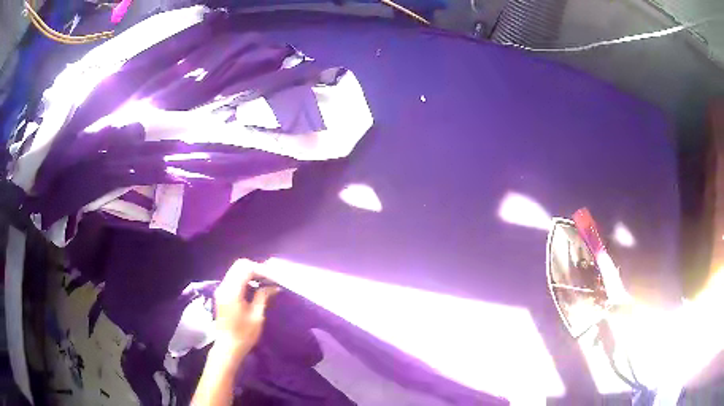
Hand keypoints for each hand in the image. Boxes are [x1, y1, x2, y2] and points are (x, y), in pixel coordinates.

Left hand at [213, 260, 278, 358]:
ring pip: (235, 271)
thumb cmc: (244, 334)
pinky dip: (245, 279)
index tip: (274, 278)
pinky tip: (255, 288)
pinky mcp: (222, 295)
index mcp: (232, 292)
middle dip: (256, 268)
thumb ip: (263, 297)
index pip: (246, 269)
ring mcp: (221, 290)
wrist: (228, 347)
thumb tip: (273, 286)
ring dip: (250, 273)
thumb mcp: (257, 316)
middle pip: (239, 266)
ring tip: (266, 282)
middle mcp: (224, 287)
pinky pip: (233, 279)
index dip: (261, 270)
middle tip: (270, 278)